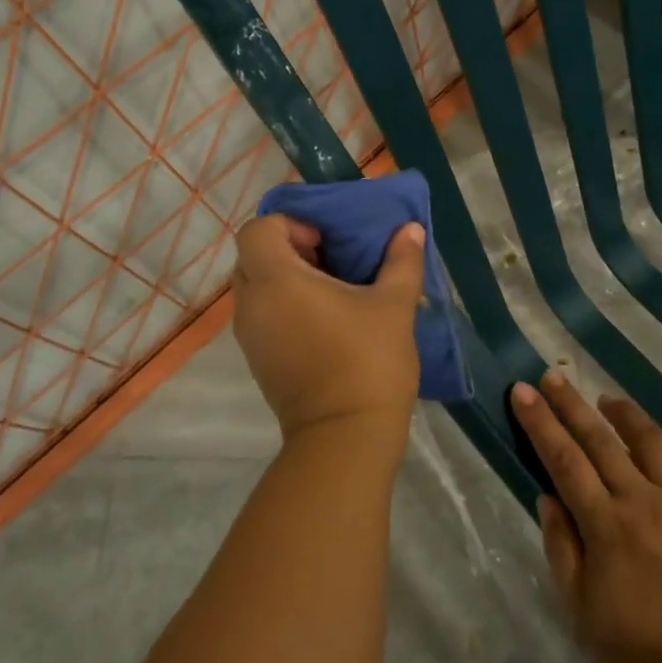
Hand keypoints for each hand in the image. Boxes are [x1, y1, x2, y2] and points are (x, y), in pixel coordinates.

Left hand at [231, 213, 425, 444]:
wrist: (344, 438)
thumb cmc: (368, 362)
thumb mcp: (394, 306)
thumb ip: (402, 261)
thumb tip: (411, 230)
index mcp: (277, 281)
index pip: (257, 230)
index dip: (289, 225)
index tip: (324, 243)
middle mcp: (252, 304)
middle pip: (252, 255)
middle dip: (287, 249)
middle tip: (328, 260)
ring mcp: (250, 336)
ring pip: (255, 287)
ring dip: (285, 278)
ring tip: (330, 290)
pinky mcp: (258, 360)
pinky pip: (261, 314)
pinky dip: (283, 305)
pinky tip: (324, 321)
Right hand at [511, 372, 661, 662]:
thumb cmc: (649, 657)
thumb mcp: (585, 617)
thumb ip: (564, 552)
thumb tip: (548, 499)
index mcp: (606, 526)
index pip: (564, 460)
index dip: (540, 422)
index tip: (522, 390)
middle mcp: (643, 500)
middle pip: (601, 439)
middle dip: (571, 404)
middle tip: (552, 375)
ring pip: (651, 441)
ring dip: (625, 414)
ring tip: (606, 398)